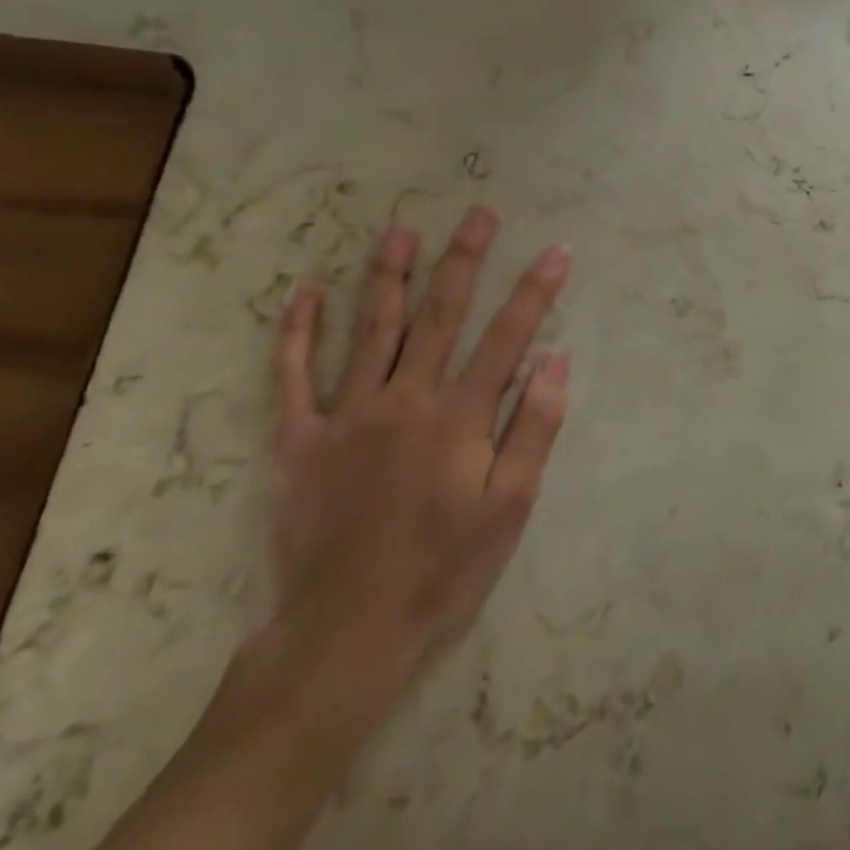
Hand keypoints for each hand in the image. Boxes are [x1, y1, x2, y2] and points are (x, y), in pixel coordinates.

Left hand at [267, 207, 571, 688]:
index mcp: (459, 418)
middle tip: (479, 213)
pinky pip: (292, 377)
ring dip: (389, 274)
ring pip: (371, 328)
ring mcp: (346, 416)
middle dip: (465, 259)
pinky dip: (297, 333)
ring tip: (401, 229)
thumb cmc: (443, 572)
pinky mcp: (298, 441)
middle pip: (440, 314)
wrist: (345, 636)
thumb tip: (555, 359)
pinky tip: (305, 293)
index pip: (508, 337)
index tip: (557, 250)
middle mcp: (405, 400)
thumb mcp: (510, 508)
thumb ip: (533, 428)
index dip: (536, 290)